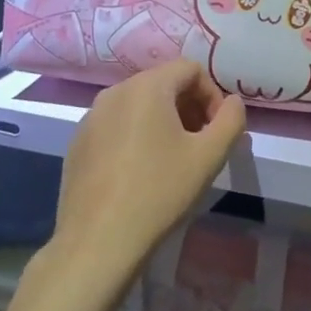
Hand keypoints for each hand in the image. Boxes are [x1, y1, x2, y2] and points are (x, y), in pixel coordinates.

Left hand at [40, 60, 245, 305]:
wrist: (99, 240)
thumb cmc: (159, 192)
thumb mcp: (209, 156)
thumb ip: (231, 120)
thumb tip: (232, 103)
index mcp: (146, 87)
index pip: (190, 69)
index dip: (213, 95)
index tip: (218, 130)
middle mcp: (114, 92)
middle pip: (163, 84)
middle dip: (189, 108)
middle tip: (201, 145)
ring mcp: (91, 118)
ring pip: (138, 106)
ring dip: (164, 122)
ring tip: (174, 160)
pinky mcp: (78, 143)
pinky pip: (117, 126)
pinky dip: (137, 137)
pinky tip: (141, 174)